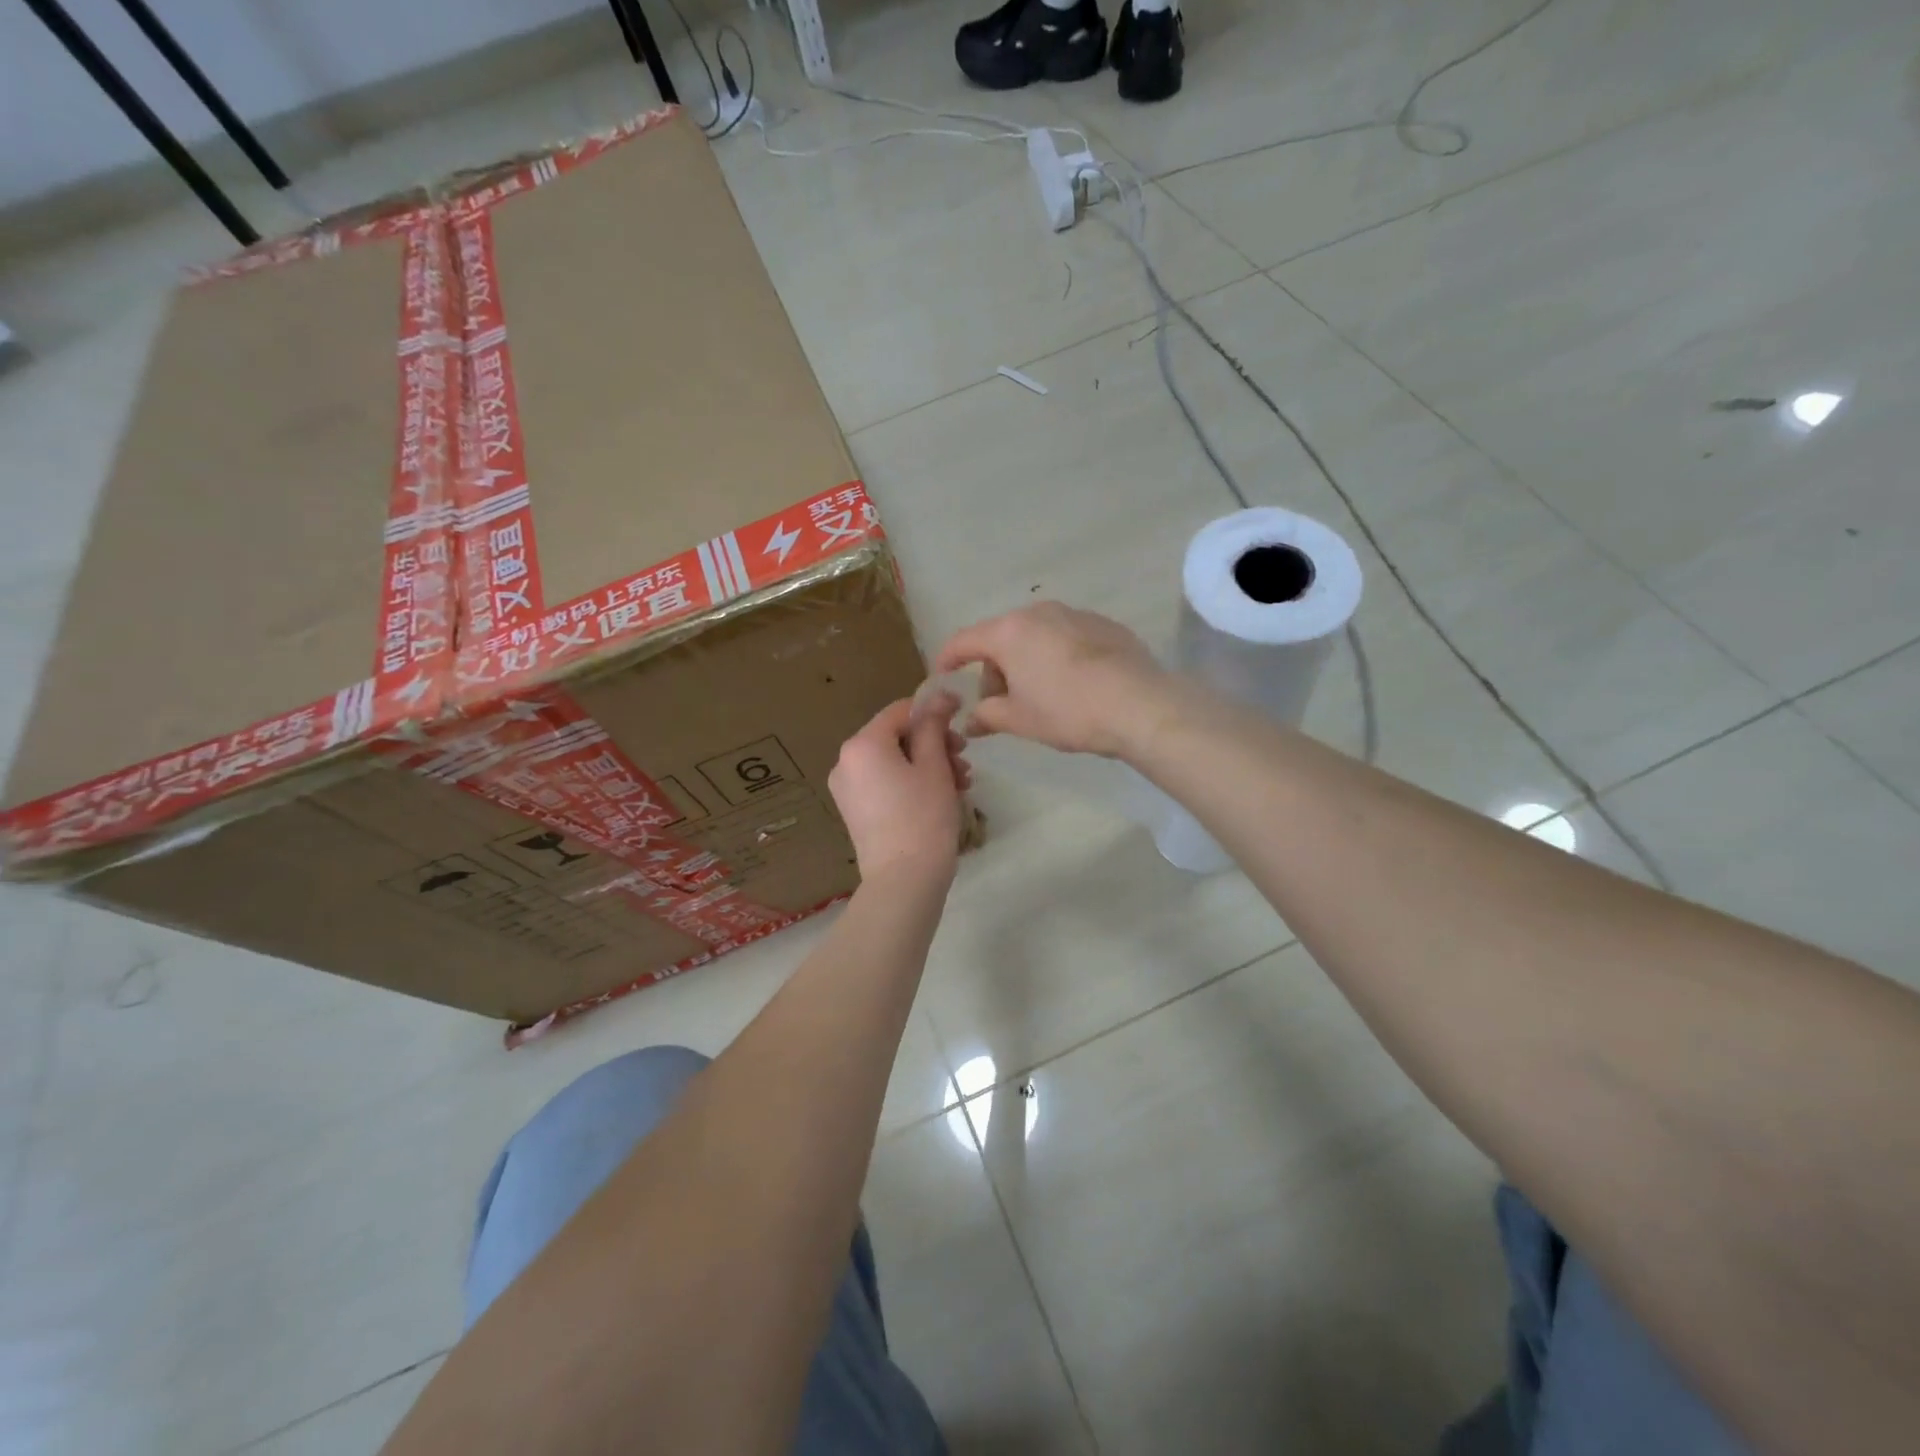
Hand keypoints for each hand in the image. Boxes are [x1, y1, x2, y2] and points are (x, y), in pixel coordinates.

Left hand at [828, 697, 969, 884]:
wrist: (904, 881)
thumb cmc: (924, 817)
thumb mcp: (935, 766)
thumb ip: (934, 726)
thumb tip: (939, 697)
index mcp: (862, 744)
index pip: (900, 711)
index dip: (933, 709)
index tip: (962, 716)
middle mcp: (846, 761)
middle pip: (896, 737)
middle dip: (934, 743)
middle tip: (964, 759)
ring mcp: (847, 788)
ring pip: (893, 761)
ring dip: (928, 764)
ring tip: (961, 782)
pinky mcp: (855, 811)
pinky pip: (884, 782)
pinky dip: (911, 782)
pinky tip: (942, 795)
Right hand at [934, 603, 1175, 757]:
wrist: (1140, 705)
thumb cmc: (1068, 711)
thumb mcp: (1020, 719)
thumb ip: (987, 715)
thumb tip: (971, 720)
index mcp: (1009, 632)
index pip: (963, 641)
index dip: (947, 660)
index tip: (942, 676)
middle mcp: (1038, 612)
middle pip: (1001, 638)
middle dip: (994, 670)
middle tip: (1003, 705)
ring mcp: (1074, 614)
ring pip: (1034, 636)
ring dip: (1026, 662)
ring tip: (1041, 697)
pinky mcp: (1103, 624)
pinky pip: (1065, 638)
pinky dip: (1057, 657)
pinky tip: (1074, 686)